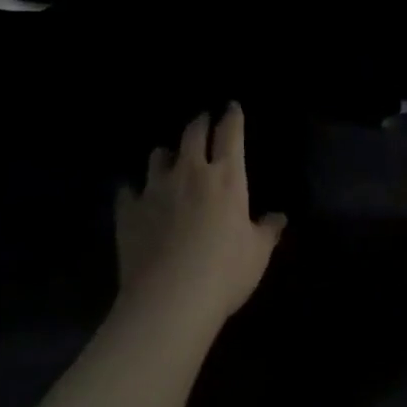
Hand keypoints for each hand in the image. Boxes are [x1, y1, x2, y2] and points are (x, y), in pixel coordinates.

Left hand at [114, 107, 286, 333]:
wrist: (170, 298)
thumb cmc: (224, 272)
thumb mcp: (257, 254)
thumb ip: (267, 231)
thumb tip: (278, 217)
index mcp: (227, 178)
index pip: (230, 134)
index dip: (232, 117)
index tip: (231, 107)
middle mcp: (190, 173)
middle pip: (193, 134)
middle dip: (199, 123)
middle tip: (202, 121)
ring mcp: (155, 189)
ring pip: (158, 156)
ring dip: (166, 154)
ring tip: (168, 157)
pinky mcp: (129, 210)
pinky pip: (128, 191)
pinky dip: (133, 191)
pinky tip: (134, 196)